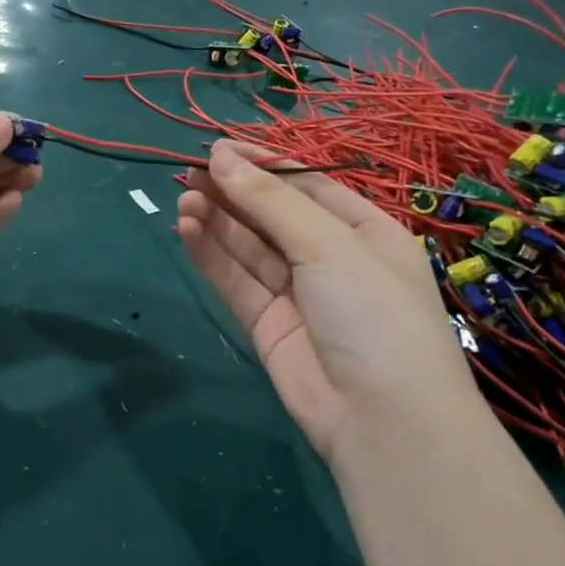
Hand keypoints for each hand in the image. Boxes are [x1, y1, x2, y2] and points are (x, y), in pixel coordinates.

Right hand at [176, 141, 481, 458]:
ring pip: (249, 247)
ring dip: (217, 220)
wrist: (381, 419)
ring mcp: (297, 293)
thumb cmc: (373, 313)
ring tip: (183, 197)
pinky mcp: (267, 324)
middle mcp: (331, 258)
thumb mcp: (328, 245)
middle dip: (234, 191)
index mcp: (365, 231)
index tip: (218, 147)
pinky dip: (211, 254)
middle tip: (189, 169)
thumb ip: (270, 201)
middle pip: (273, 215)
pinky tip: (187, 228)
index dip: (264, 164)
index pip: (308, 185)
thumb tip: (221, 156)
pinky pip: (236, 280)